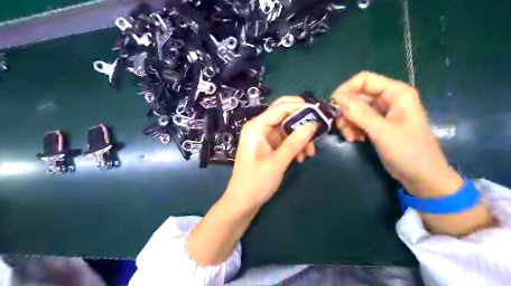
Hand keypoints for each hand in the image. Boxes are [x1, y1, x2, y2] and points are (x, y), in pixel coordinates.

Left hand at [186, 97, 317, 265]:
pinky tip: (301, 157)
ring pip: (288, 127)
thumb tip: (313, 123)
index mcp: (256, 126)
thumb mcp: (278, 162)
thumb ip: (295, 142)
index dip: (300, 107)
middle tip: (317, 131)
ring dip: (301, 137)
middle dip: (302, 122)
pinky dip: (295, 145)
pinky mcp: (269, 146)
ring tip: (309, 153)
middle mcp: (260, 127)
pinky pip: (286, 139)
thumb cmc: (256, 182)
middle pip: (285, 115)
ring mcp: (265, 136)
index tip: (319, 114)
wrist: (243, 201)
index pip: (281, 107)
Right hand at [332, 71, 463, 197]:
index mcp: (396, 93)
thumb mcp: (382, 132)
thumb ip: (360, 113)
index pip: (365, 80)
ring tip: (350, 137)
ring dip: (348, 122)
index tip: (333, 106)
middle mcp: (389, 99)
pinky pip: (358, 120)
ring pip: (355, 109)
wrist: (422, 177)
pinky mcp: (378, 124)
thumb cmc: (408, 152)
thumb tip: (338, 98)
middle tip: (342, 127)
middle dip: (346, 111)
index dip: (346, 89)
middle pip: (358, 95)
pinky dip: (353, 128)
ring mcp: (383, 112)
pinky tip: (356, 139)